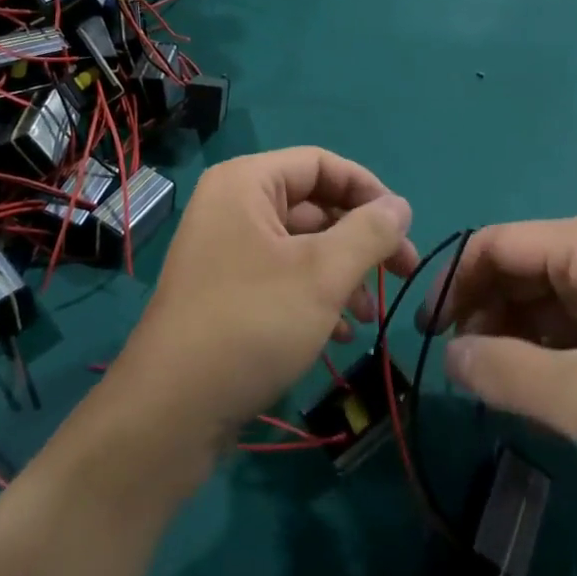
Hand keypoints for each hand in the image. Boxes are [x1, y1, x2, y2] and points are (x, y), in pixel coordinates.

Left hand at [112, 148, 416, 449]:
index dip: (368, 190)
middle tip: (403, 272)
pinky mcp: (226, 291)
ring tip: (369, 314)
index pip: (321, 164)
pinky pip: (281, 276)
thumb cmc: (251, 323)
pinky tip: (339, 332)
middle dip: (360, 239)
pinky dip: (315, 296)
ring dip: (343, 273)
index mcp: (246, 183)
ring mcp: (226, 250)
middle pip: (313, 205)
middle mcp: (232, 206)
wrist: (171, 411)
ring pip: (301, 246)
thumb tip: (400, 206)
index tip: (405, 227)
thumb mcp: (322, 274)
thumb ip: (369, 232)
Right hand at [426, 211, 576, 504]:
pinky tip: (535, 392)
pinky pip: (563, 320)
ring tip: (496, 388)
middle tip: (460, 369)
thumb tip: (449, 354)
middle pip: (514, 268)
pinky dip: (540, 350)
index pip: (495, 245)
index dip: (453, 282)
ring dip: (509, 336)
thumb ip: (507, 373)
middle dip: (481, 313)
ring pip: (536, 297)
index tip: (427, 332)